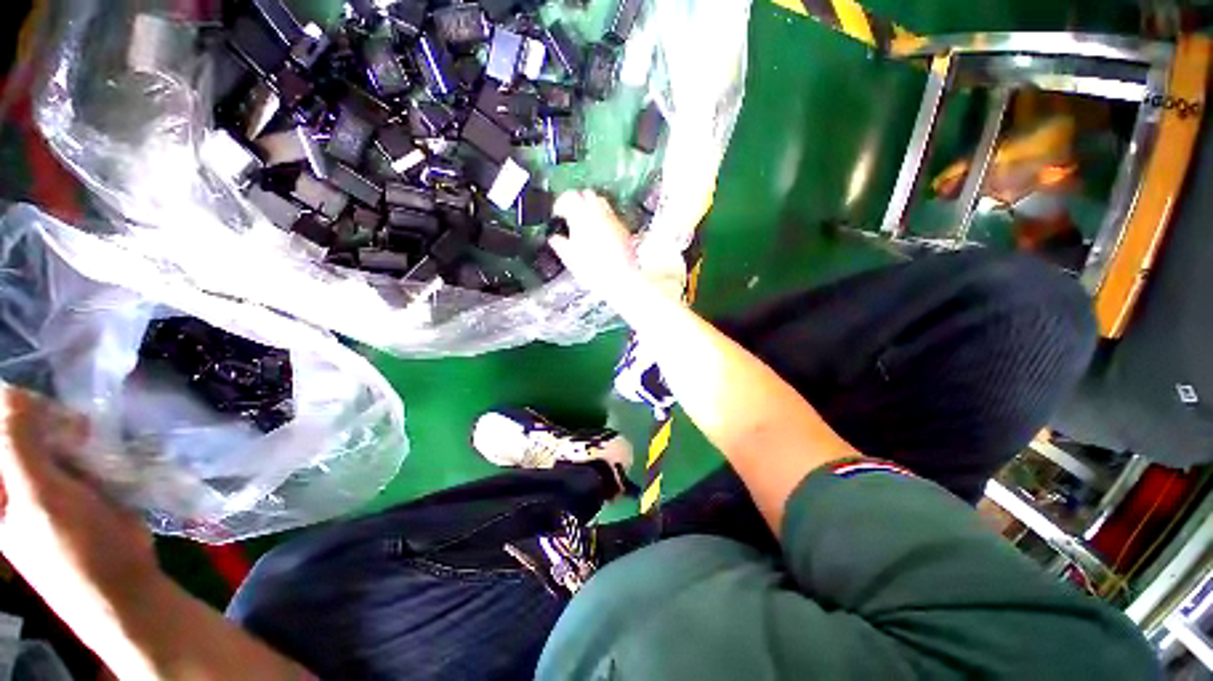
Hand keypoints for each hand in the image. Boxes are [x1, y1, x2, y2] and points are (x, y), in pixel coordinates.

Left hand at [0, 388, 157, 622]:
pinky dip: (85, 445)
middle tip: (75, 429)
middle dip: (45, 420)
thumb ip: (15, 444)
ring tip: (91, 441)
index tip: (44, 411)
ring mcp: (41, 487)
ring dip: (68, 433)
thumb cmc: (75, 548)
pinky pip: (69, 452)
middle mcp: (11, 484)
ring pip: (45, 438)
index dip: (12, 410)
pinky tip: (100, 452)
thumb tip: (10, 390)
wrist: (124, 586)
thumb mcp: (39, 497)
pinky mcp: (70, 488)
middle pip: (16, 431)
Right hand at [550, 190, 644, 302]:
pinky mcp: (624, 228)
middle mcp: (598, 211)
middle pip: (586, 194)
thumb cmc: (591, 269)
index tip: (556, 214)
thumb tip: (554, 237)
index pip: (568, 197)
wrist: (621, 278)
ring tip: (585, 224)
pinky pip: (611, 216)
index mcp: (580, 215)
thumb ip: (559, 243)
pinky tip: (600, 235)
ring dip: (591, 208)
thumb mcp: (570, 258)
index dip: (560, 203)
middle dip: (577, 201)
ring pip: (601, 202)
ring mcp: (613, 218)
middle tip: (570, 216)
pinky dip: (603, 219)